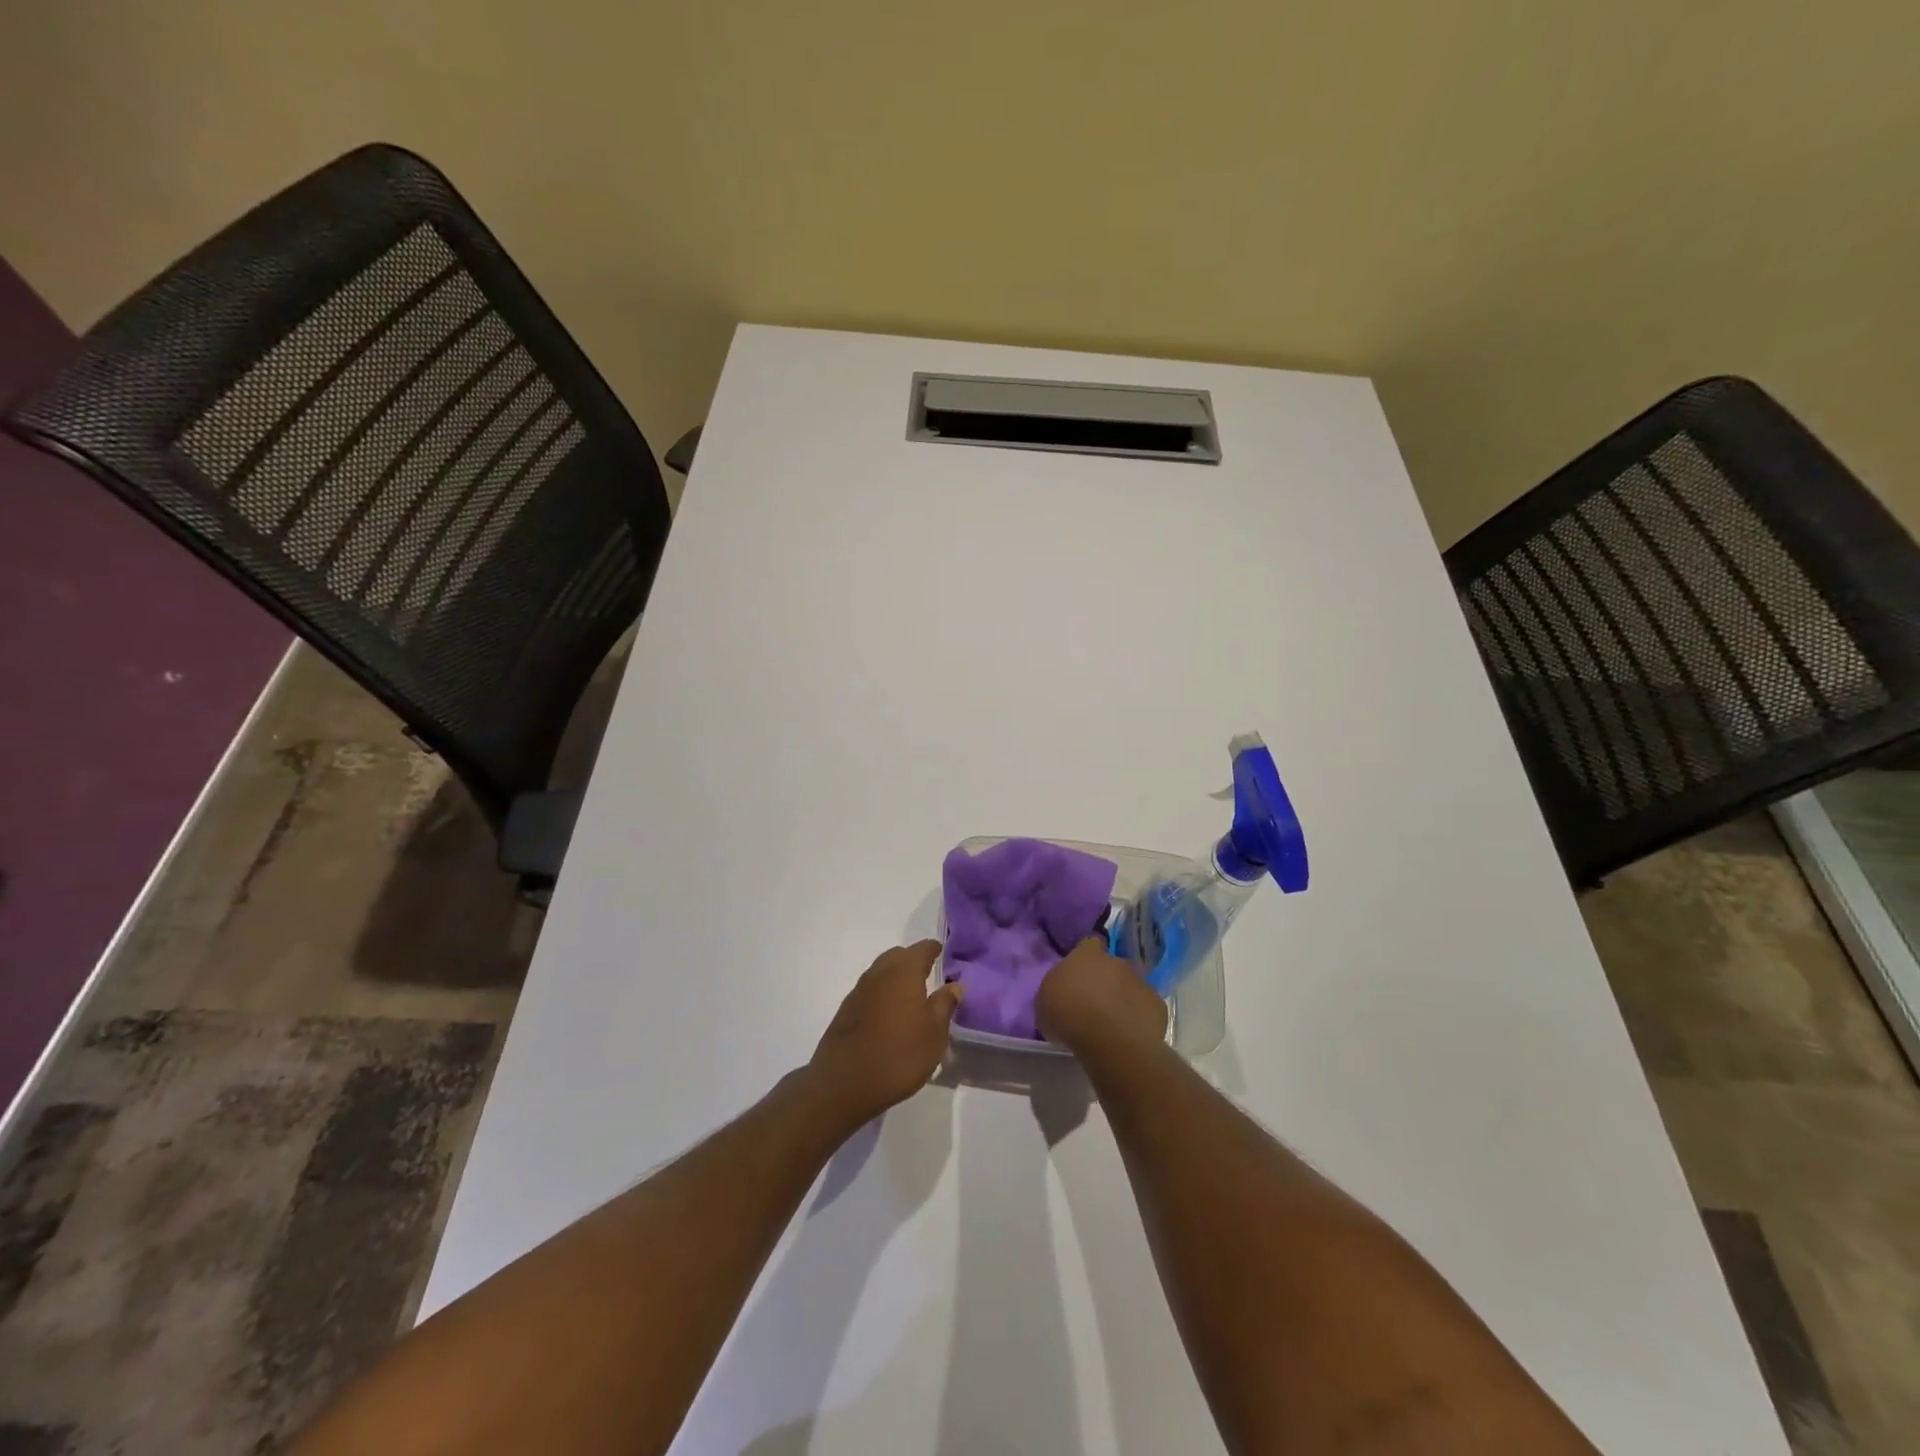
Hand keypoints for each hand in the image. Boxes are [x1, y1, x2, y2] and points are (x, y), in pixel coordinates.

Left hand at [808, 940, 961, 1127]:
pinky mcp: (846, 1010)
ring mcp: (859, 991)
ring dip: (896, 978)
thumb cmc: (898, 1055)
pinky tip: (889, 1016)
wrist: (843, 1083)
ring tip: (911, 998)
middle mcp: (879, 973)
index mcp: (904, 972)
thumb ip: (945, 1004)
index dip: (934, 949)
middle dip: (913, 961)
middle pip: (898, 956)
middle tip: (929, 976)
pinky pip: (870, 991)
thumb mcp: (934, 1033)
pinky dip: (882, 994)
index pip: (922, 948)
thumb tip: (954, 985)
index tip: (943, 955)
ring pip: (882, 972)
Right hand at [1035, 937, 1167, 1053]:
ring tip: (1112, 1024)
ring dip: (1123, 999)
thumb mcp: (1045, 1002)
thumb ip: (1057, 990)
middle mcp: (1116, 962)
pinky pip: (1146, 1009)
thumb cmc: (1069, 1016)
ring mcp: (1141, 982)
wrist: (1111, 1040)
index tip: (1079, 975)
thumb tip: (1064, 994)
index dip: (1085, 958)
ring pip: (1131, 986)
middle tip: (1093, 1004)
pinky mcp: (1158, 1006)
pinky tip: (1129, 1036)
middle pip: (1112, 966)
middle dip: (1106, 981)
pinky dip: (1139, 1018)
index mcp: (1086, 955)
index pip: (1089, 944)